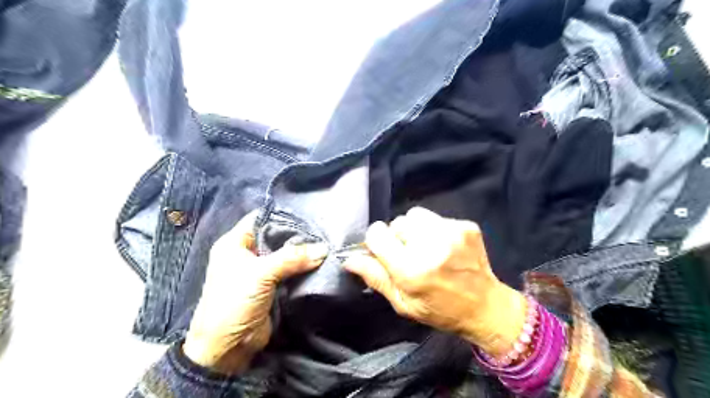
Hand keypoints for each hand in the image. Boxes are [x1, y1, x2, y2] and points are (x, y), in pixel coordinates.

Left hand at [180, 211, 327, 372]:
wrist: (227, 348)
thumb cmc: (234, 302)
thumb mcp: (261, 274)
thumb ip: (292, 258)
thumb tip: (323, 249)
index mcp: (235, 243)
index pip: (260, 219)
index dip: (282, 216)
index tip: (308, 216)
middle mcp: (247, 254)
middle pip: (276, 237)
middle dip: (297, 235)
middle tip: (322, 232)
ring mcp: (260, 271)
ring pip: (285, 255)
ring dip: (302, 253)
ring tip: (325, 244)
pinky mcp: (271, 286)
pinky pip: (290, 271)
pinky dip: (303, 268)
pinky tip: (320, 262)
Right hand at [345, 207, 525, 355]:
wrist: (486, 306)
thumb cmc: (439, 310)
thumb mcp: (402, 303)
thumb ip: (375, 277)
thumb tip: (349, 259)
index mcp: (411, 269)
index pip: (377, 234)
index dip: (376, 242)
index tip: (383, 251)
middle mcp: (431, 245)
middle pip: (396, 222)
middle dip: (397, 237)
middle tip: (409, 255)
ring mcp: (451, 232)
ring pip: (414, 215)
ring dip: (414, 229)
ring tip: (425, 247)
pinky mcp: (466, 226)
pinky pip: (435, 217)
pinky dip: (433, 229)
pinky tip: (443, 246)